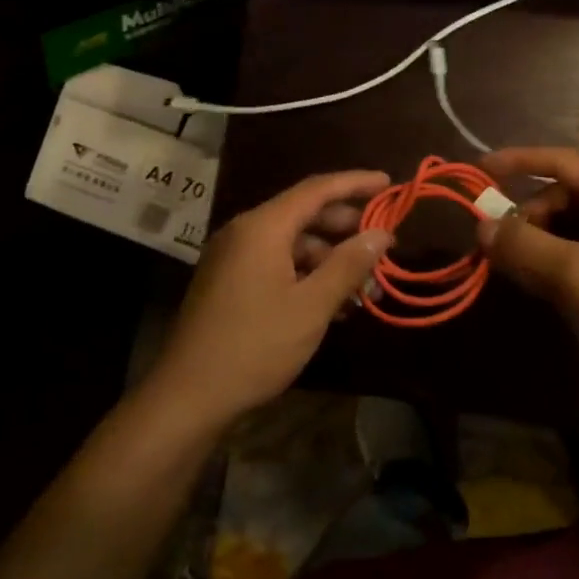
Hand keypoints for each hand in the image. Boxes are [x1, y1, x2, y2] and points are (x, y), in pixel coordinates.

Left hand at [147, 170, 394, 429]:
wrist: (189, 395)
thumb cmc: (255, 345)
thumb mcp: (311, 306)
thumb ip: (349, 264)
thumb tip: (381, 234)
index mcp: (262, 227)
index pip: (317, 189)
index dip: (356, 183)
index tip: (389, 184)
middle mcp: (245, 232)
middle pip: (304, 213)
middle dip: (347, 227)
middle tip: (383, 243)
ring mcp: (234, 257)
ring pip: (292, 242)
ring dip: (330, 258)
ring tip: (365, 285)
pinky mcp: (230, 282)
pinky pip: (277, 263)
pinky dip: (307, 273)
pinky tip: (334, 301)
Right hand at [477, 147, 578, 382]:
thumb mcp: (574, 274)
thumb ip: (524, 246)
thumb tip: (481, 226)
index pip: (557, 160)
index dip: (516, 161)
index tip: (478, 170)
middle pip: (560, 195)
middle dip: (526, 218)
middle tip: (497, 250)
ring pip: (570, 223)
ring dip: (541, 242)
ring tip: (520, 273)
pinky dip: (559, 257)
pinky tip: (547, 284)